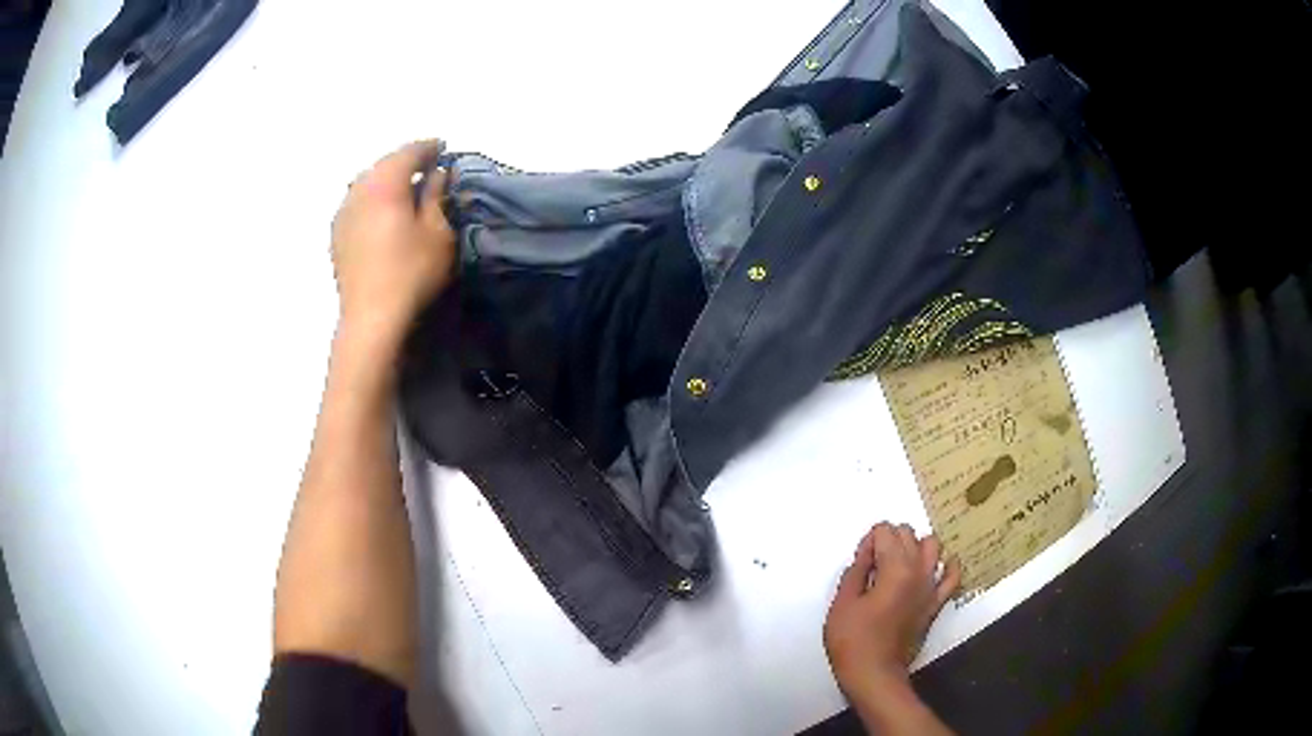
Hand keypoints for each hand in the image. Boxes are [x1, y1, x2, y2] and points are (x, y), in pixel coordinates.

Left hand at [330, 139, 455, 343]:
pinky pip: (356, 202)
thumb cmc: (411, 273)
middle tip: (426, 168)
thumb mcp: (438, 232)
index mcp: (385, 184)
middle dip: (405, 161)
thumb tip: (437, 173)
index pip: (409, 152)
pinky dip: (372, 198)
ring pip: (366, 182)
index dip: (428, 148)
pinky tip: (381, 213)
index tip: (443, 149)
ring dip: (386, 179)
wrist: (371, 318)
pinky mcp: (336, 234)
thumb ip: (437, 196)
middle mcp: (359, 191)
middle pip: (383, 164)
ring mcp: (343, 213)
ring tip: (404, 189)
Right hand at [823, 523, 961, 699]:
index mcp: (895, 568)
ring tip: (898, 564)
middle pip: (908, 533)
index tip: (859, 564)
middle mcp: (919, 571)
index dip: (868, 543)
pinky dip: (948, 566)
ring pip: (933, 545)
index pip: (884, 531)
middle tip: (871, 565)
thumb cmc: (853, 641)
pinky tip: (935, 569)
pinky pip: (953, 576)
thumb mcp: (842, 603)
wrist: (875, 674)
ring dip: (915, 547)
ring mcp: (931, 586)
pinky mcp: (936, 603)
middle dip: (889, 540)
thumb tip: (865, 555)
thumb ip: (855, 572)